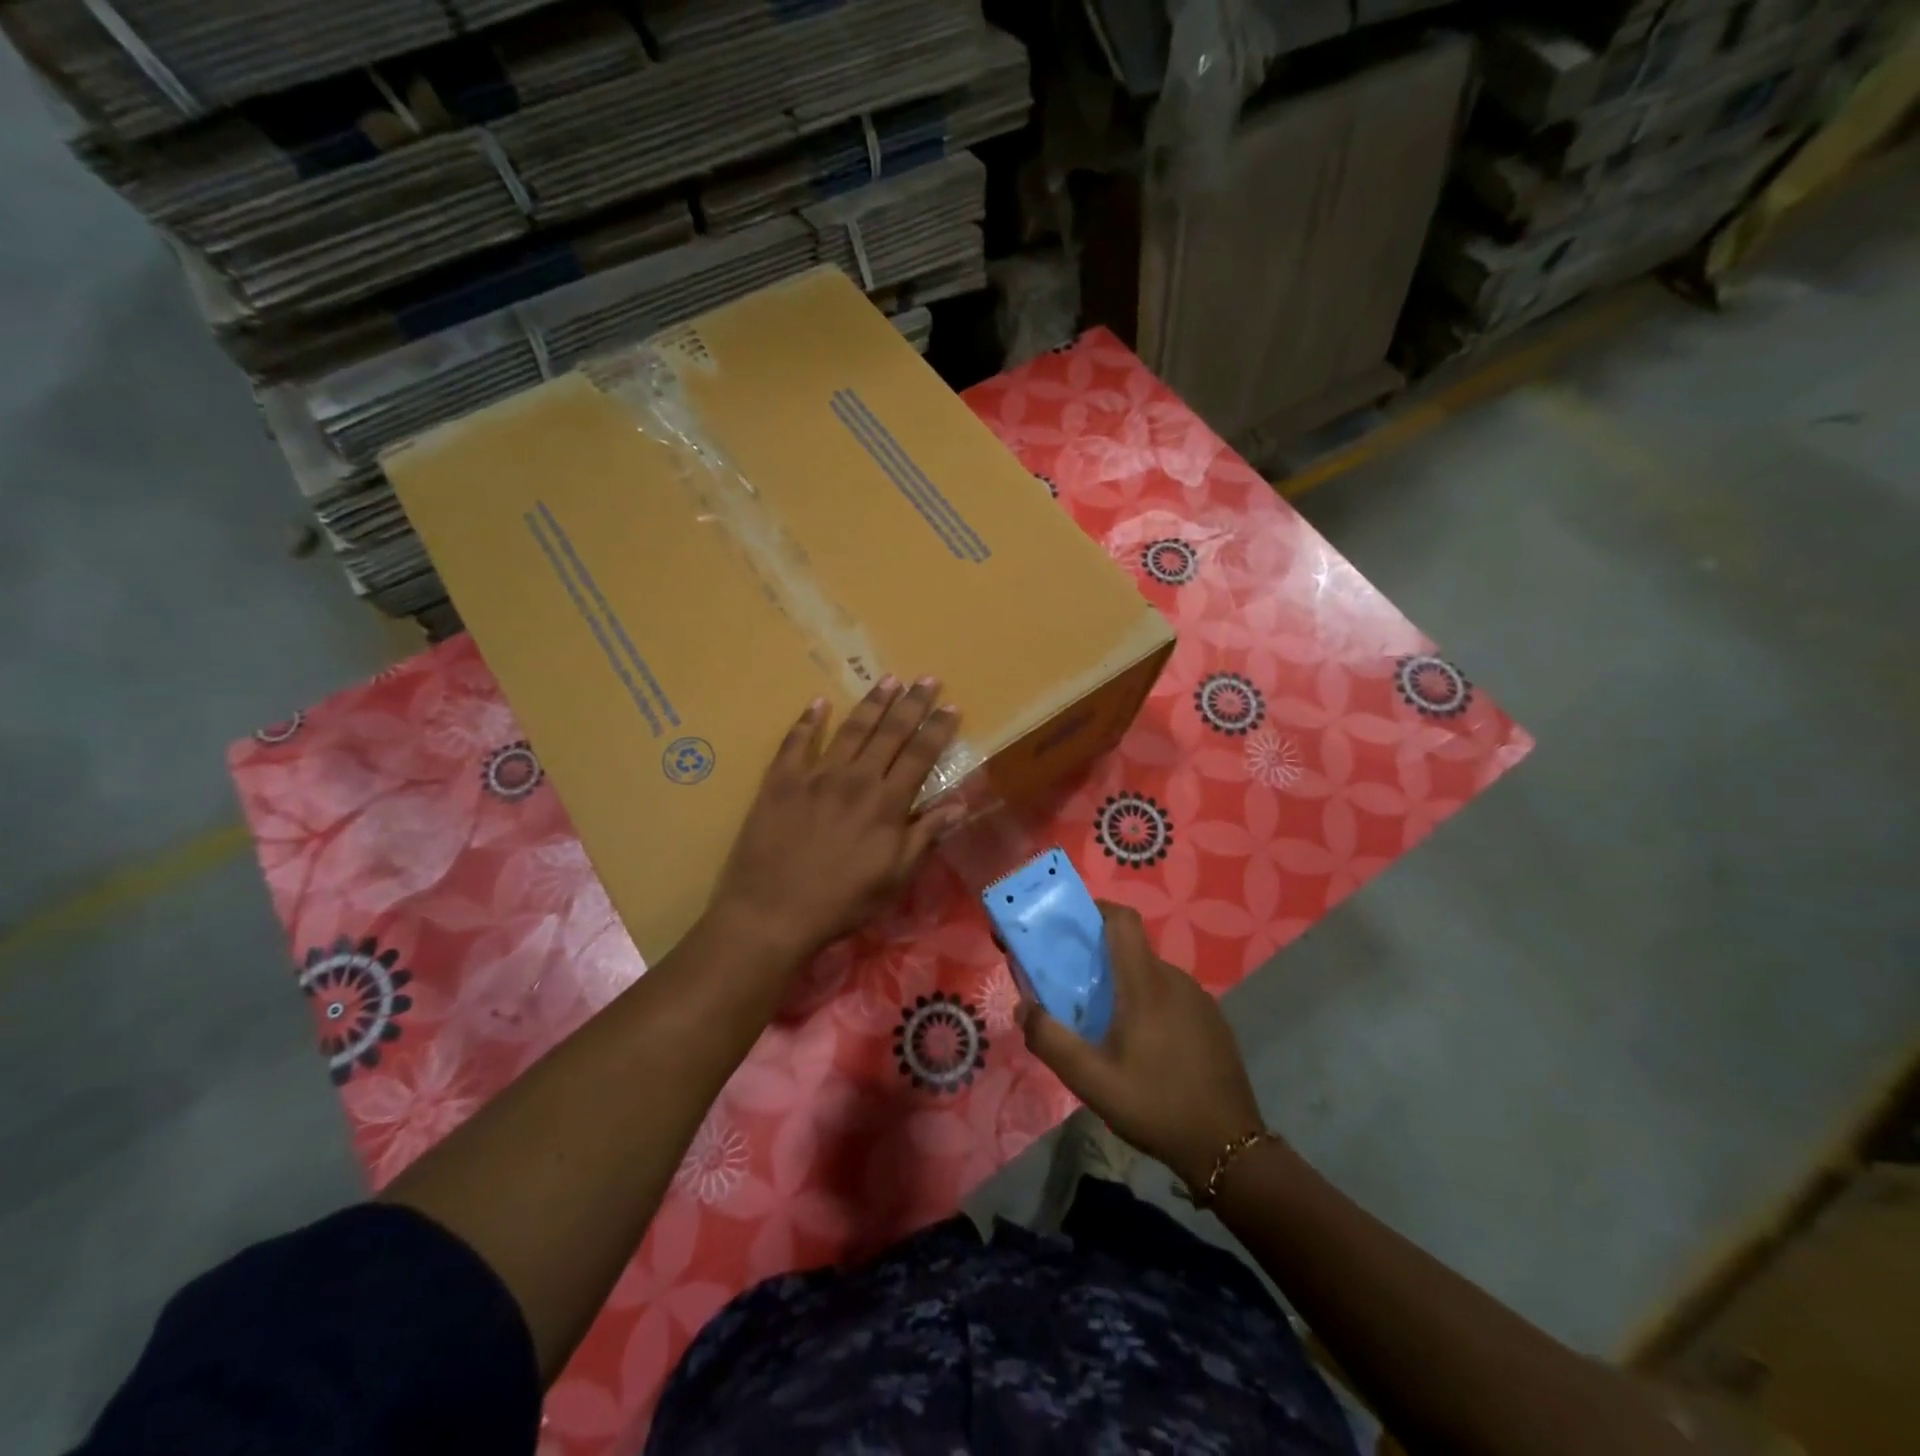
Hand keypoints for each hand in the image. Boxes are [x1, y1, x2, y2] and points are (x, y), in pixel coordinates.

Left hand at [710, 677, 964, 959]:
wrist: (772, 912)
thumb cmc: (842, 901)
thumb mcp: (895, 877)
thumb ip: (925, 835)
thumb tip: (959, 803)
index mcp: (887, 803)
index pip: (920, 755)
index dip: (937, 729)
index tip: (952, 706)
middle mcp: (855, 779)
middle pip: (890, 733)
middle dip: (912, 704)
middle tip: (927, 679)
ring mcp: (815, 776)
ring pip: (850, 729)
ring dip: (872, 703)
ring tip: (888, 680)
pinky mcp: (781, 781)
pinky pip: (796, 742)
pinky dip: (809, 720)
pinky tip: (819, 703)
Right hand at [1019, 902, 1267, 1190]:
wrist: (1228, 1148)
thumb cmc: (1154, 1106)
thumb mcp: (1090, 1080)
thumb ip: (1050, 1039)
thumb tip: (1023, 1007)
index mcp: (1146, 984)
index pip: (1122, 920)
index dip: (1095, 910)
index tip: (1069, 926)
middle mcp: (1175, 980)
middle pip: (1131, 950)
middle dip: (1099, 959)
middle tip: (1073, 990)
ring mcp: (1199, 1000)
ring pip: (1151, 975)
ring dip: (1124, 986)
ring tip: (1105, 1025)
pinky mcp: (1213, 1021)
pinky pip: (1172, 996)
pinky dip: (1149, 1004)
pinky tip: (1143, 1046)